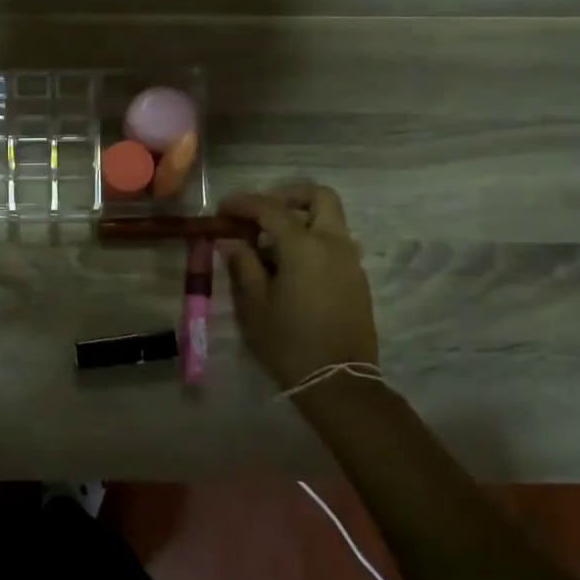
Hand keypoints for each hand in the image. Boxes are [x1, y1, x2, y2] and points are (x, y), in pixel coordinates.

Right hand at [220, 184, 379, 390]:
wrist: (338, 382)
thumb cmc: (288, 342)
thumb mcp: (255, 304)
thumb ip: (243, 264)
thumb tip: (233, 242)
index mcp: (304, 246)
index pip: (270, 208)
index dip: (243, 203)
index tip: (222, 210)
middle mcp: (333, 243)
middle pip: (318, 197)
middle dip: (288, 196)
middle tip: (260, 214)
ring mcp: (350, 260)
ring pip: (329, 219)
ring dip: (300, 219)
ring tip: (269, 245)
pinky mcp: (357, 278)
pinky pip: (334, 243)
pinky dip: (312, 239)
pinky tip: (289, 266)